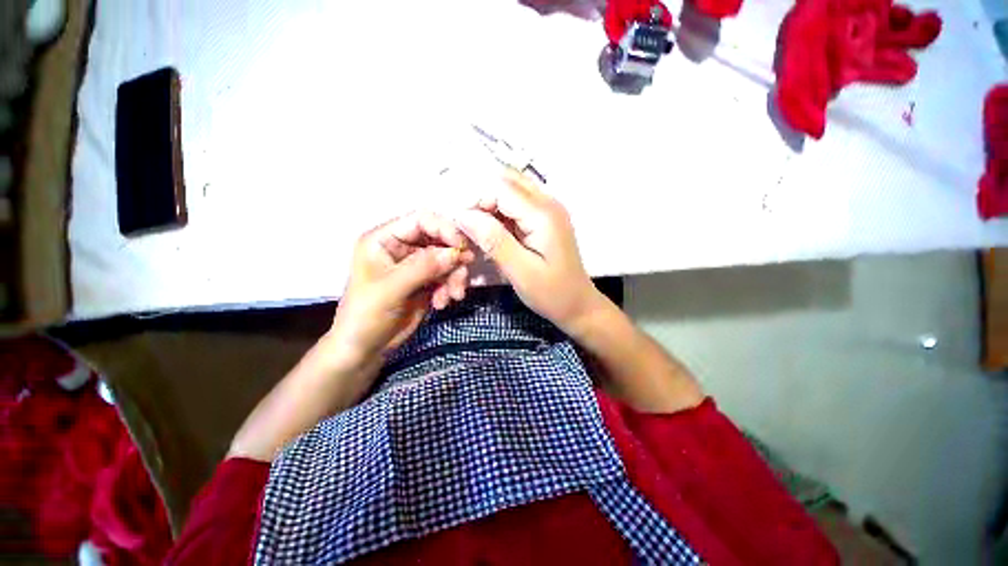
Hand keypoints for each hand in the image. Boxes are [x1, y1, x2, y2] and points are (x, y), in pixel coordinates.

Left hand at [328, 212, 473, 365]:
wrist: (364, 349)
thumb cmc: (366, 316)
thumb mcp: (391, 289)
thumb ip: (423, 267)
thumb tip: (456, 252)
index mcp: (385, 239)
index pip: (421, 220)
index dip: (444, 229)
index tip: (462, 247)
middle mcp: (402, 247)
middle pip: (440, 240)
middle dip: (453, 259)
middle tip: (461, 279)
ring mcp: (417, 265)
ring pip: (448, 259)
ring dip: (455, 277)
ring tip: (453, 296)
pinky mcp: (427, 281)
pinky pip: (448, 276)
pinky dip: (451, 288)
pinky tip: (442, 303)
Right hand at [455, 169, 598, 331]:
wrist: (578, 305)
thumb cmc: (552, 293)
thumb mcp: (520, 272)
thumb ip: (494, 241)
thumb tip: (463, 215)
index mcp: (543, 215)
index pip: (500, 188)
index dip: (475, 200)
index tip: (460, 226)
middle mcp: (548, 203)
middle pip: (506, 182)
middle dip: (481, 200)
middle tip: (468, 228)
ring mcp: (548, 209)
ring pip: (510, 191)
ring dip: (490, 206)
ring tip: (478, 232)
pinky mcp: (545, 219)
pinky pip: (517, 205)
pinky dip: (500, 213)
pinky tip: (493, 233)